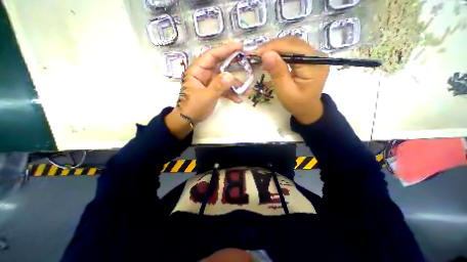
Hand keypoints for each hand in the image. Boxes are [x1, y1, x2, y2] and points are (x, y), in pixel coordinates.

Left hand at [164, 41, 244, 138]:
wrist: (188, 120)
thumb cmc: (193, 107)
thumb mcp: (206, 97)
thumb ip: (218, 86)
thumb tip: (230, 75)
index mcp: (198, 71)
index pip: (212, 56)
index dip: (225, 50)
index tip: (239, 46)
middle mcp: (204, 74)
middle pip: (220, 65)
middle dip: (233, 64)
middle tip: (247, 60)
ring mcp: (210, 83)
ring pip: (224, 79)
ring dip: (236, 85)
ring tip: (247, 90)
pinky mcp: (213, 91)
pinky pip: (224, 89)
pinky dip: (231, 93)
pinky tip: (238, 99)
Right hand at [255, 36, 330, 124]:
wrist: (308, 109)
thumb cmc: (297, 104)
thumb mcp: (285, 91)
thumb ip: (277, 73)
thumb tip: (266, 54)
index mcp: (314, 64)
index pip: (292, 47)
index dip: (273, 47)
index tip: (256, 53)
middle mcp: (316, 55)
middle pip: (292, 43)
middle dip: (273, 47)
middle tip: (257, 55)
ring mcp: (313, 56)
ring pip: (291, 45)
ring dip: (275, 49)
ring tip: (262, 57)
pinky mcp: (308, 59)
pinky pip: (292, 51)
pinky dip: (280, 53)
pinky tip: (271, 59)